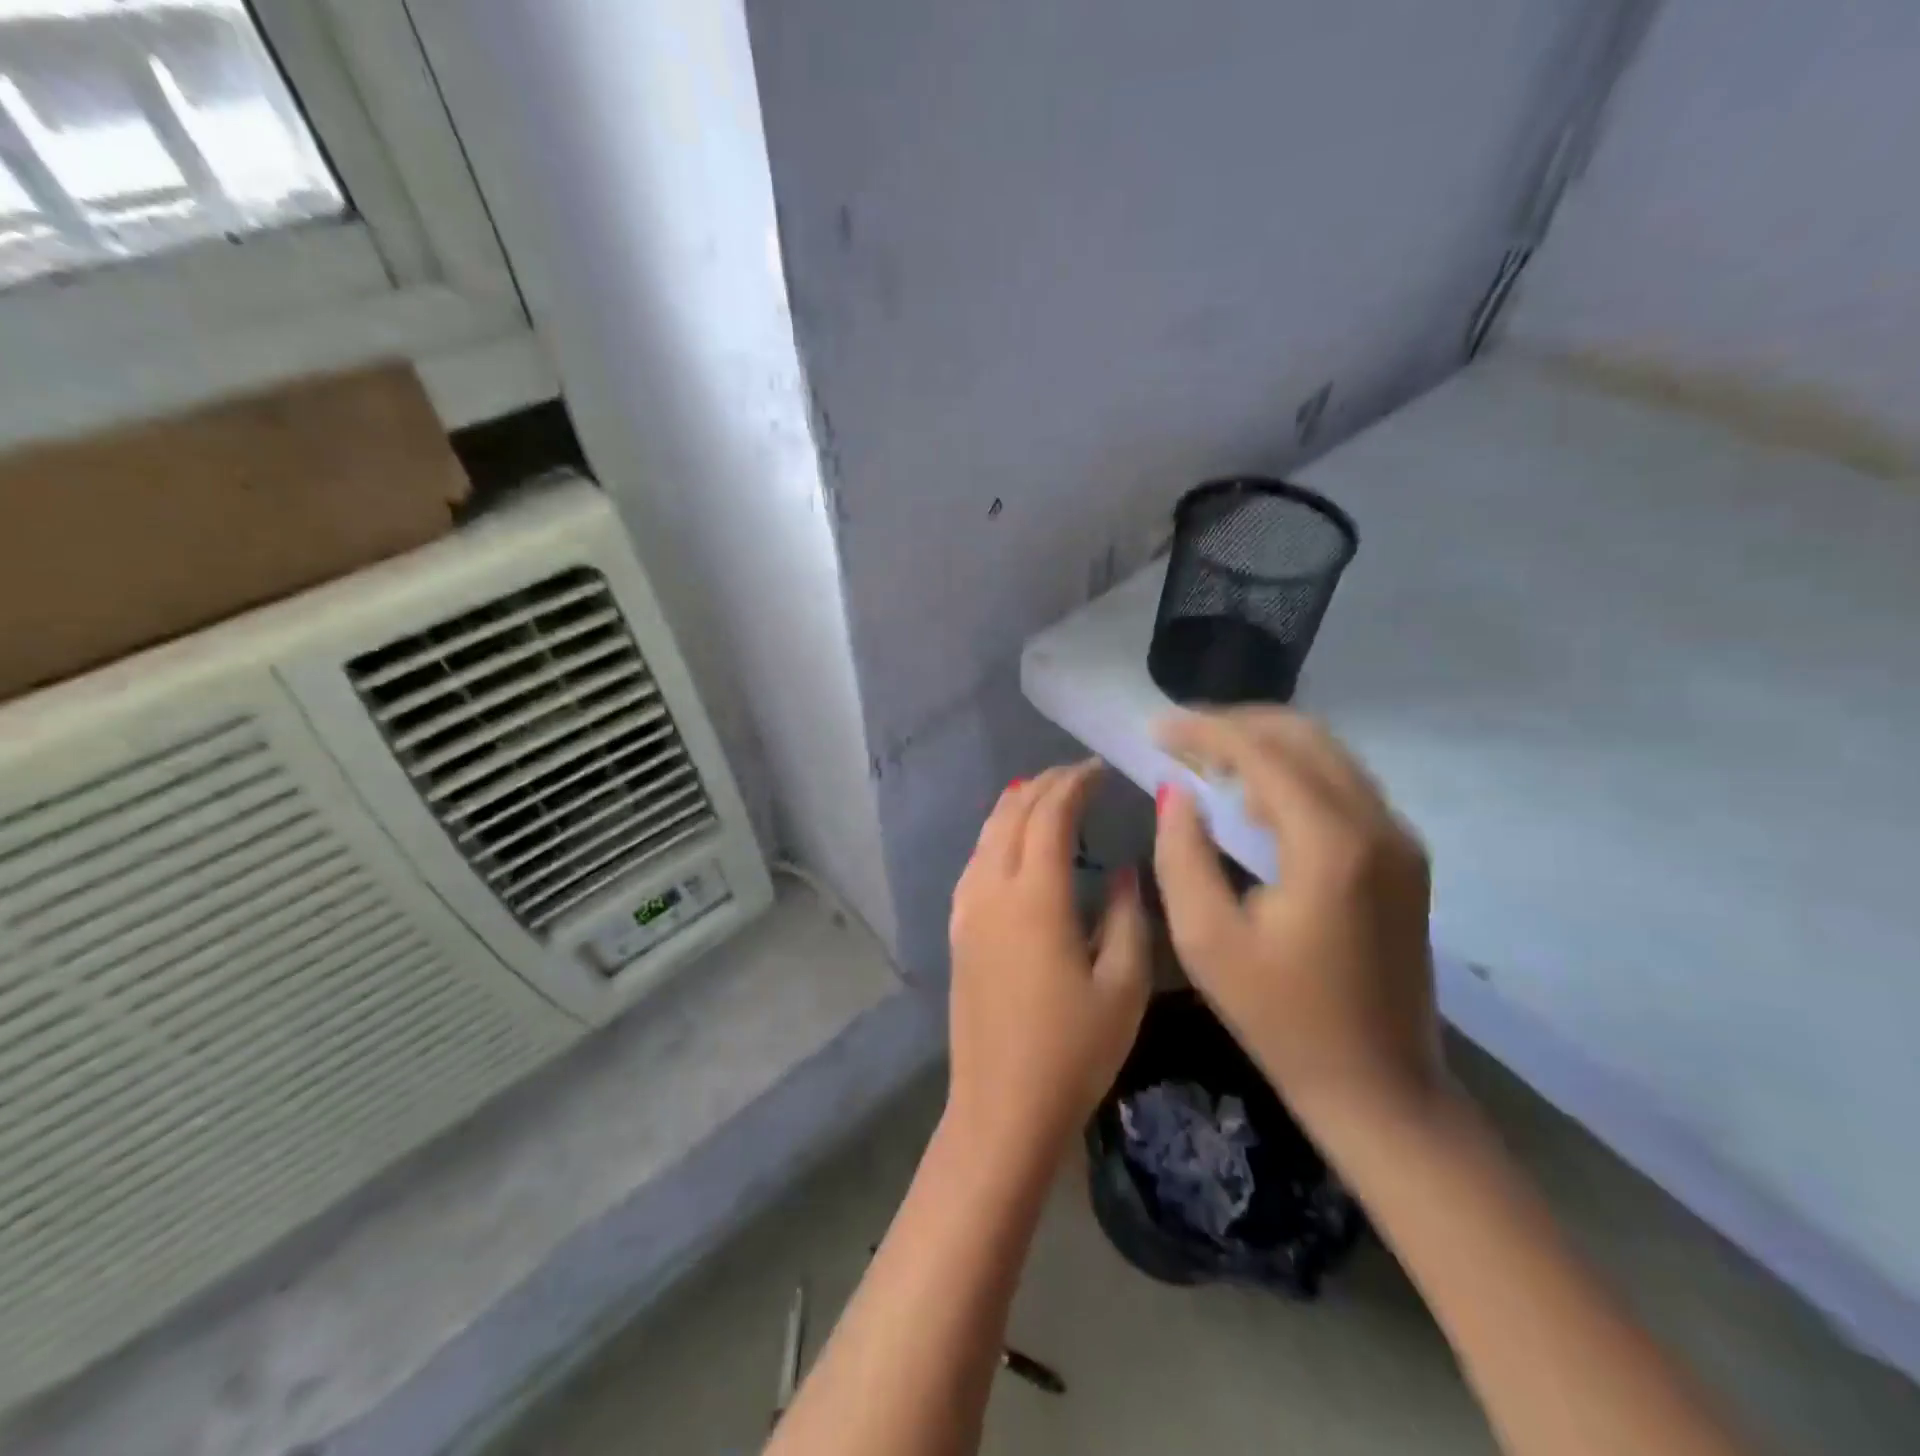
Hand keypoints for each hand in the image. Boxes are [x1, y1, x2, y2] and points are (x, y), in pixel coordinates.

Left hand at [947, 761, 1151, 1159]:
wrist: (1002, 1107)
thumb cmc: (1073, 1051)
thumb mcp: (1123, 985)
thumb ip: (1129, 917)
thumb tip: (1126, 871)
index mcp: (1035, 896)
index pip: (1049, 815)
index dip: (1074, 784)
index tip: (1099, 770)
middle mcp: (991, 889)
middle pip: (1012, 814)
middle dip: (1044, 785)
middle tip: (1079, 776)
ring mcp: (966, 909)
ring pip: (986, 833)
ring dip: (1017, 806)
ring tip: (1047, 795)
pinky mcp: (957, 930)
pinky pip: (974, 860)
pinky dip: (996, 835)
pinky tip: (1012, 843)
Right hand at [1151, 709, 1440, 1122]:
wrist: (1380, 1086)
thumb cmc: (1281, 1018)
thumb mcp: (1206, 940)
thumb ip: (1181, 854)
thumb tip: (1175, 791)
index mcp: (1330, 844)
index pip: (1261, 753)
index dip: (1203, 731)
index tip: (1155, 728)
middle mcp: (1377, 824)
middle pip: (1303, 736)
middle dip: (1235, 725)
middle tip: (1179, 738)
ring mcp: (1399, 838)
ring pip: (1328, 754)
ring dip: (1265, 745)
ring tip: (1206, 760)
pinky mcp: (1403, 857)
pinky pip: (1343, 786)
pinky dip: (1294, 773)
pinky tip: (1253, 798)